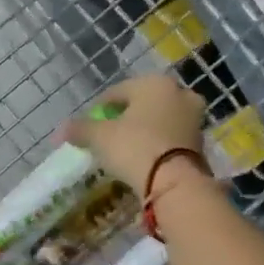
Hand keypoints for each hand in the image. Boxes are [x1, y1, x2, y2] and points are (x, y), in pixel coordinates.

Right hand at [63, 73, 207, 193]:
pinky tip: (146, 158)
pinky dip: (158, 143)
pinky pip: (171, 137)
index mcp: (153, 83)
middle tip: (109, 136)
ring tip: (127, 148)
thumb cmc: (134, 147)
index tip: (88, 125)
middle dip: (126, 117)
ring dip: (144, 130)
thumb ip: (80, 129)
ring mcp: (194, 117)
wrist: (174, 181)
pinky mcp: (201, 141)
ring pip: (160, 119)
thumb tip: (62, 129)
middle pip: (142, 103)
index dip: (100, 108)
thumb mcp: (100, 137)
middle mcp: (178, 93)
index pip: (118, 91)